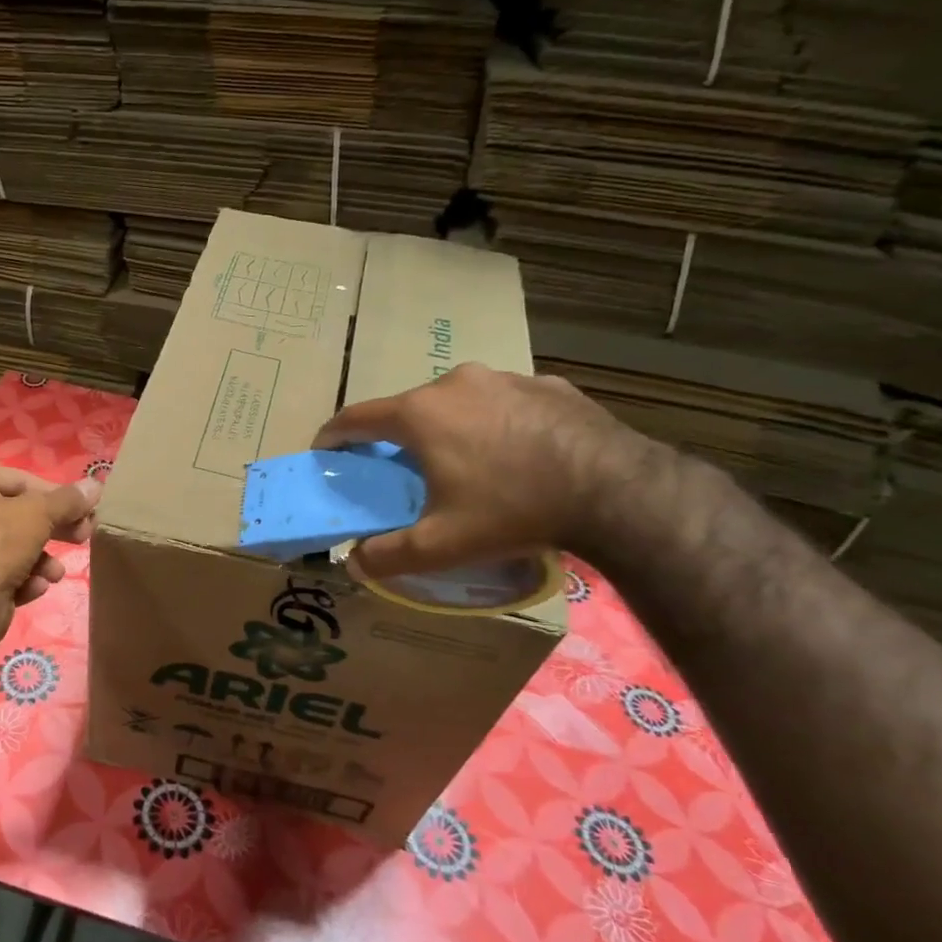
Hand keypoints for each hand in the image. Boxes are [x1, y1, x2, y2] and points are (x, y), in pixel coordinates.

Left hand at [0, 463, 100, 613]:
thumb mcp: (39, 514)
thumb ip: (68, 500)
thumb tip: (94, 484)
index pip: (21, 479)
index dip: (57, 495)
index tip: (84, 510)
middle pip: (17, 514)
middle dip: (52, 529)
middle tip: (82, 537)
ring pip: (10, 546)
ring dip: (40, 560)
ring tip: (55, 574)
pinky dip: (19, 578)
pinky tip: (34, 588)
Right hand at [311, 363, 655, 579]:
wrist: (616, 491)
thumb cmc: (512, 510)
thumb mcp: (441, 545)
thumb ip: (387, 555)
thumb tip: (354, 562)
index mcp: (420, 413)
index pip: (357, 417)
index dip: (334, 435)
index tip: (325, 451)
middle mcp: (455, 383)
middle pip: (409, 408)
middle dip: (397, 436)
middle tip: (402, 470)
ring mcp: (505, 378)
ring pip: (459, 402)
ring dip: (449, 427)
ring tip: (465, 463)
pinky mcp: (549, 385)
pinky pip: (505, 403)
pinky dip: (496, 424)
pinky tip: (516, 455)